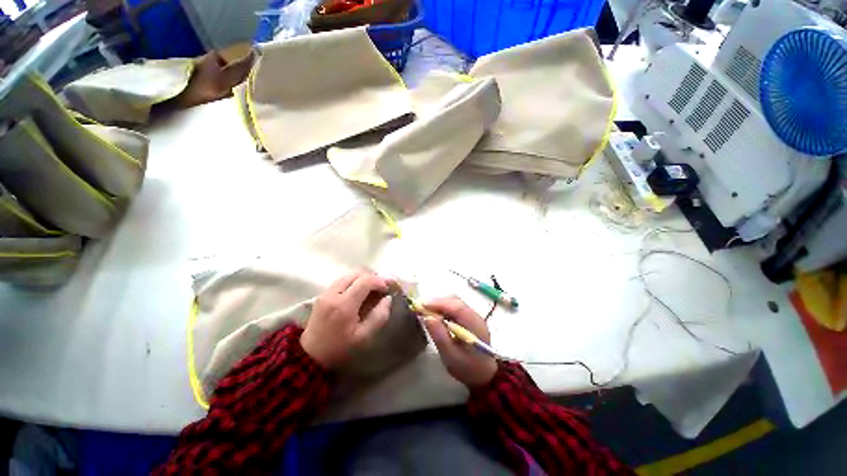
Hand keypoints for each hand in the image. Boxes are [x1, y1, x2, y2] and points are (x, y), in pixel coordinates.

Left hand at [301, 271, 391, 368]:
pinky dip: (354, 281)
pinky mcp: (323, 293)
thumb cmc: (339, 348)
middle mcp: (333, 293)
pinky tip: (360, 291)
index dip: (380, 281)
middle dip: (372, 277)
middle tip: (381, 286)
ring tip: (372, 288)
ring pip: (349, 274)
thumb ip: (379, 316)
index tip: (388, 288)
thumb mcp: (364, 337)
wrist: (310, 355)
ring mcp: (326, 292)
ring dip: (363, 278)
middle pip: (357, 273)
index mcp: (344, 305)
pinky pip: (342, 280)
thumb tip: (388, 298)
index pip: (365, 281)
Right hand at [423, 297, 497, 387]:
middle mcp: (475, 316)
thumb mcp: (451, 356)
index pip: (456, 307)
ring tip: (425, 310)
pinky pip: (455, 307)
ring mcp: (473, 315)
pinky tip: (436, 315)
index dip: (438, 303)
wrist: (485, 374)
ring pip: (454, 302)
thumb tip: (427, 317)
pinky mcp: (469, 317)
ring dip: (439, 304)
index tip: (421, 304)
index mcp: (474, 325)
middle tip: (420, 307)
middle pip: (455, 301)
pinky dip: (443, 308)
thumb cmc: (468, 368)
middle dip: (437, 302)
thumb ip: (440, 336)